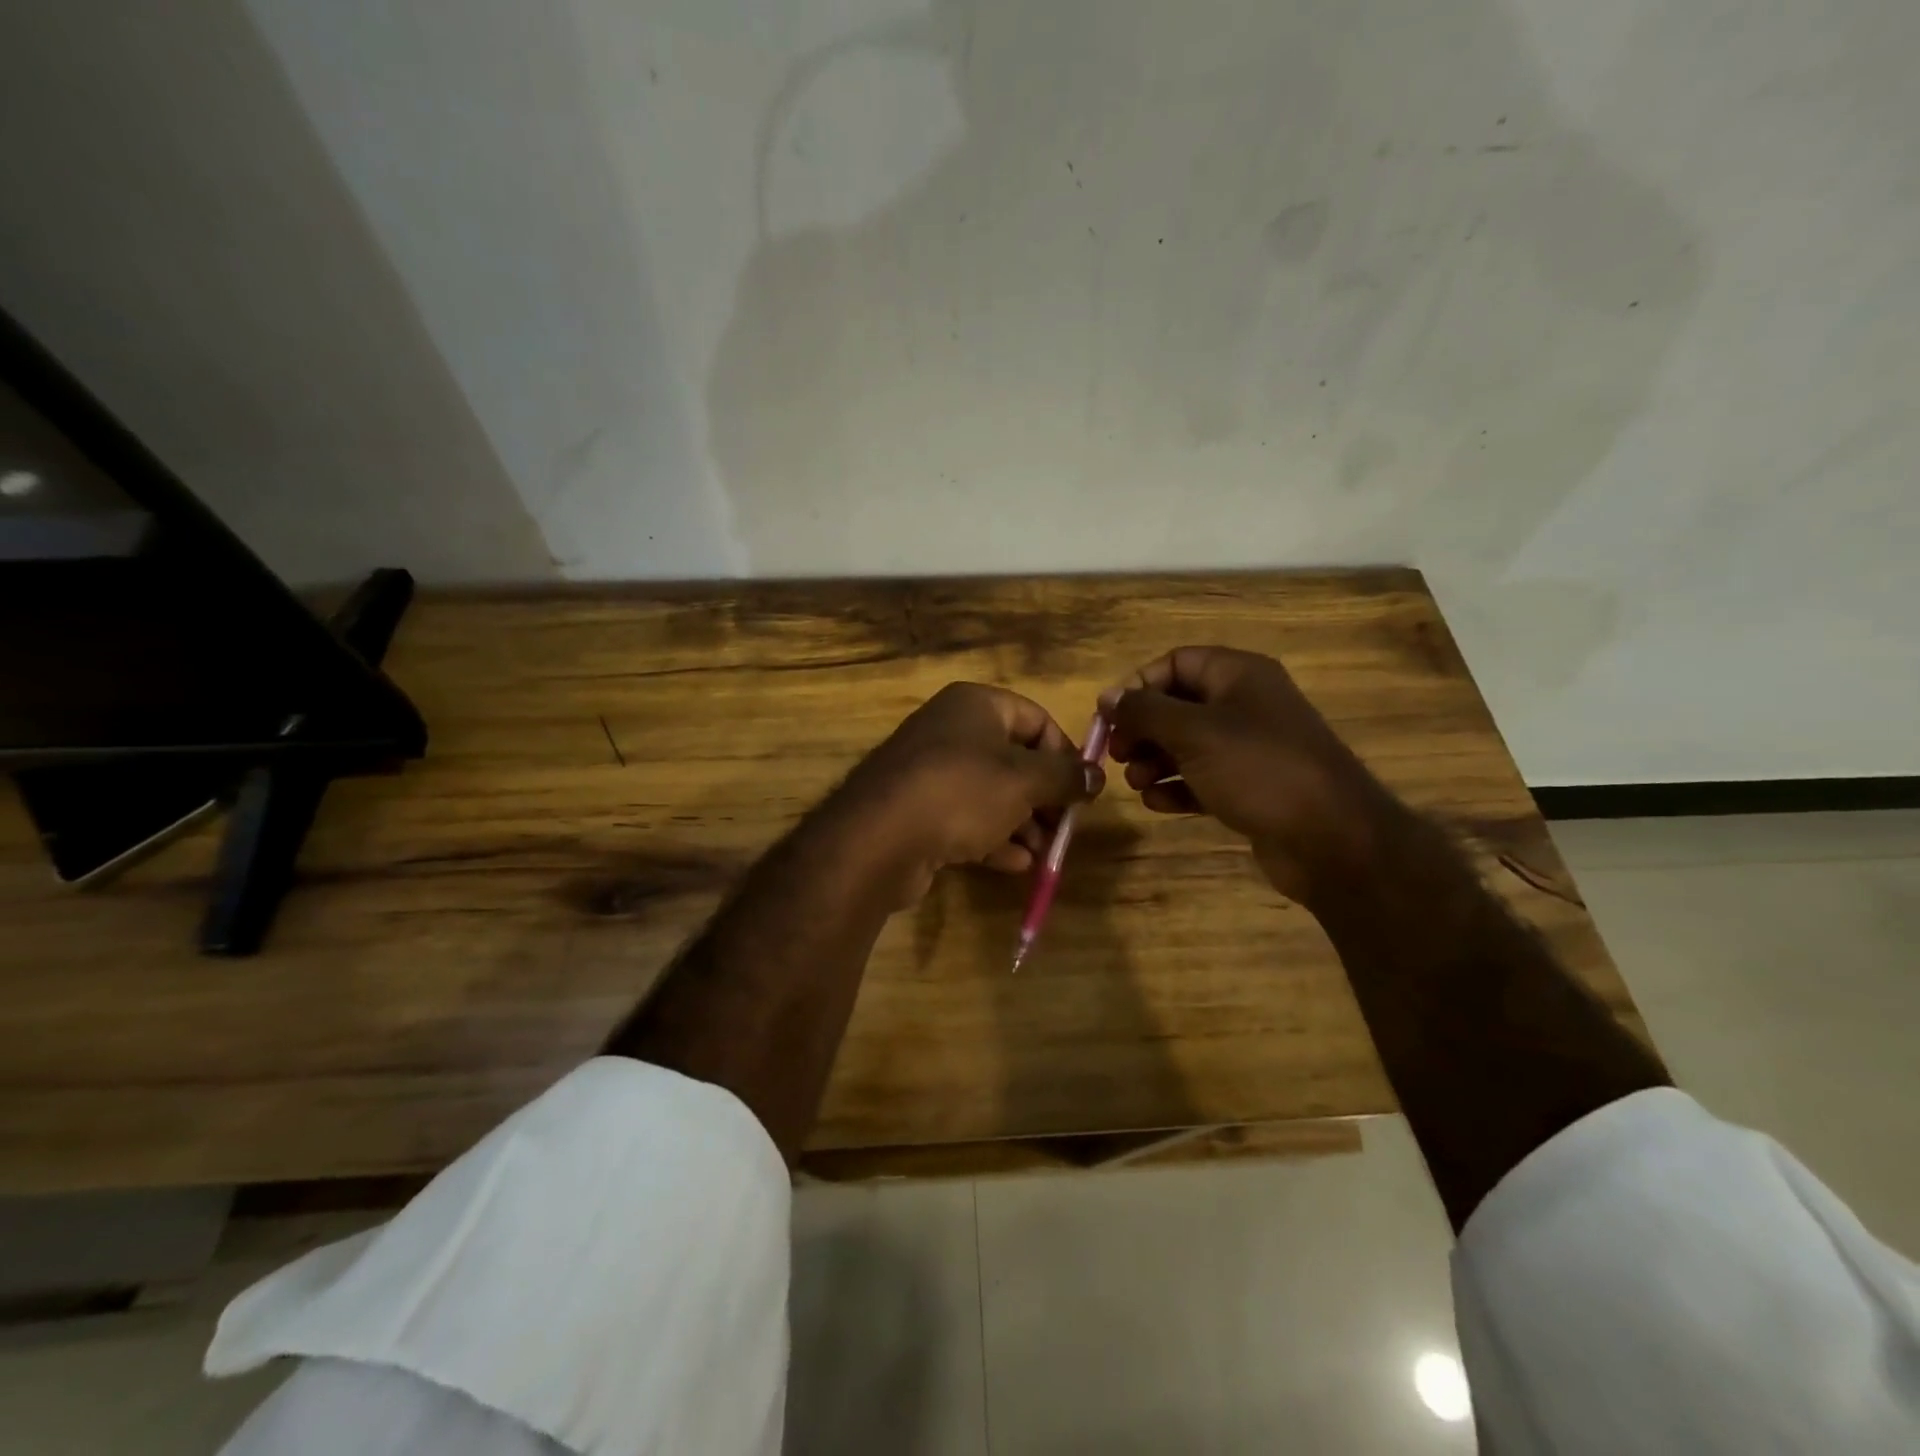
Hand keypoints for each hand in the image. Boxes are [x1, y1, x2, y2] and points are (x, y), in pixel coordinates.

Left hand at [839, 683, 1103, 903]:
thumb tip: (1096, 776)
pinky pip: (965, 819)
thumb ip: (1066, 776)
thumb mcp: (1025, 781)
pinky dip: (992, 839)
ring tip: (1044, 854)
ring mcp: (929, 772)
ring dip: (1022, 824)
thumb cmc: (962, 792)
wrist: (879, 838)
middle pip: (1012, 760)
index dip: (1063, 753)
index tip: (1081, 789)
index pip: (1034, 718)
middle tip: (1063, 828)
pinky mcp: (917, 811)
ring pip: (990, 794)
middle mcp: (950, 731)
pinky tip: (1016, 865)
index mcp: (975, 706)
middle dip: (1043, 797)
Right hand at [1102, 647, 1394, 903]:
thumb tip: (1107, 697)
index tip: (1109, 717)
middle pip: (1178, 705)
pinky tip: (1158, 805)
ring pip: (1188, 745)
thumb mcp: (1193, 733)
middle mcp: (1245, 704)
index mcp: (1238, 675)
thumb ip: (1145, 711)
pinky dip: (1178, 788)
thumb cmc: (1258, 769)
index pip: (1176, 663)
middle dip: (1143, 729)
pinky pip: (1203, 778)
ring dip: (1155, 762)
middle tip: (1118, 755)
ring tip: (1137, 784)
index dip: (1138, 686)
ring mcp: (1250, 748)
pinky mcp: (1251, 787)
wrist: (1330, 837)